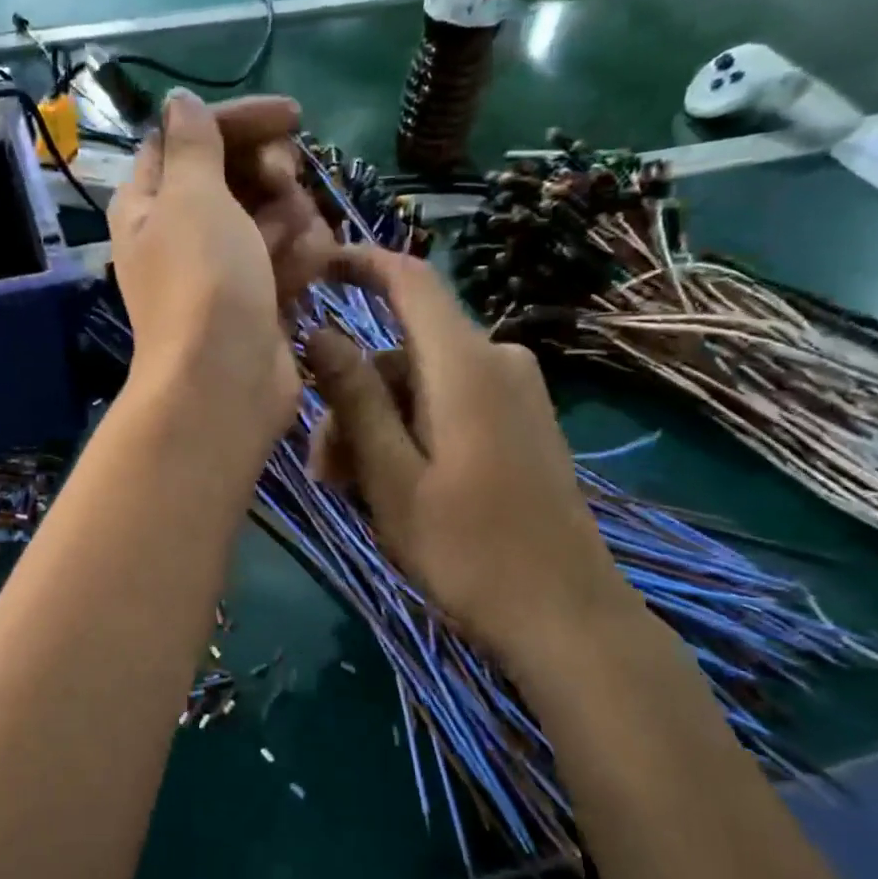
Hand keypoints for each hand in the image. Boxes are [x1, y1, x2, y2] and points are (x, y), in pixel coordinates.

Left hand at [109, 90, 332, 446]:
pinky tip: (305, 273)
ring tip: (291, 248)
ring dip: (292, 221)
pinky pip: (288, 257)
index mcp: (150, 202)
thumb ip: (191, 144)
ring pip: (272, 214)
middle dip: (270, 174)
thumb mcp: (191, 197)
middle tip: (284, 185)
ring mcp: (223, 268)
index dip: (238, 120)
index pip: (190, 137)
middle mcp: (182, 231)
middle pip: (238, 173)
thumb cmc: (203, 281)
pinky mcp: (258, 298)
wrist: (224, 382)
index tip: (292, 117)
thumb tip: (178, 102)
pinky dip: (299, 260)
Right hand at [304, 246, 642, 674]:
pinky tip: (391, 487)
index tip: (312, 267)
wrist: (564, 616)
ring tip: (351, 492)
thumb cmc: (466, 548)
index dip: (359, 263)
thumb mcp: (390, 476)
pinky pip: (448, 406)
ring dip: (376, 428)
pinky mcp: (521, 423)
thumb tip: (319, 332)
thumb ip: (354, 397)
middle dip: (352, 400)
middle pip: (401, 354)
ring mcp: (514, 393)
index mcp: (464, 364)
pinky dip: (410, 434)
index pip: (409, 280)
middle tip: (322, 470)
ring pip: (419, 387)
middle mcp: (496, 361)